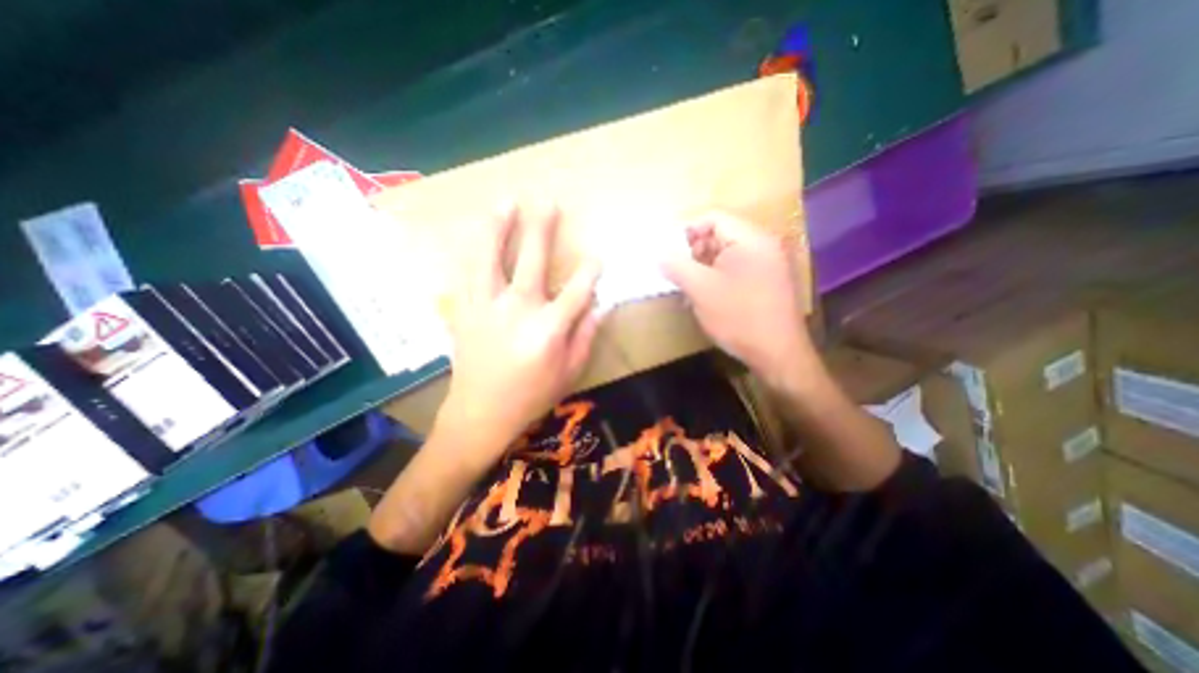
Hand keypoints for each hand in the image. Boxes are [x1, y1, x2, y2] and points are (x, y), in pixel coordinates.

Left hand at [438, 204, 600, 468]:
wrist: (480, 413)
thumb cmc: (531, 396)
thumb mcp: (570, 372)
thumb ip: (586, 336)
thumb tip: (600, 306)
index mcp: (548, 329)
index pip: (577, 290)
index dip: (590, 271)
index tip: (597, 257)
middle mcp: (517, 310)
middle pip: (532, 259)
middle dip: (543, 228)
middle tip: (548, 202)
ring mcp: (486, 307)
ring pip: (490, 257)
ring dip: (499, 227)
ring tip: (506, 203)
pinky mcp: (464, 311)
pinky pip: (466, 273)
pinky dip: (472, 251)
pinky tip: (476, 235)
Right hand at [654, 211, 815, 388]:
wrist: (777, 354)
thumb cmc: (739, 317)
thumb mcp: (701, 290)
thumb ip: (677, 266)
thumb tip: (660, 255)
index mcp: (751, 239)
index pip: (713, 218)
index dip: (687, 231)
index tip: (668, 252)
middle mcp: (763, 245)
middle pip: (720, 235)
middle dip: (694, 253)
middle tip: (678, 274)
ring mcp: (768, 264)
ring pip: (725, 255)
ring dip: (703, 268)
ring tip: (689, 290)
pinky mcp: (766, 282)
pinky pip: (735, 270)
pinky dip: (717, 279)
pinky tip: (705, 298)